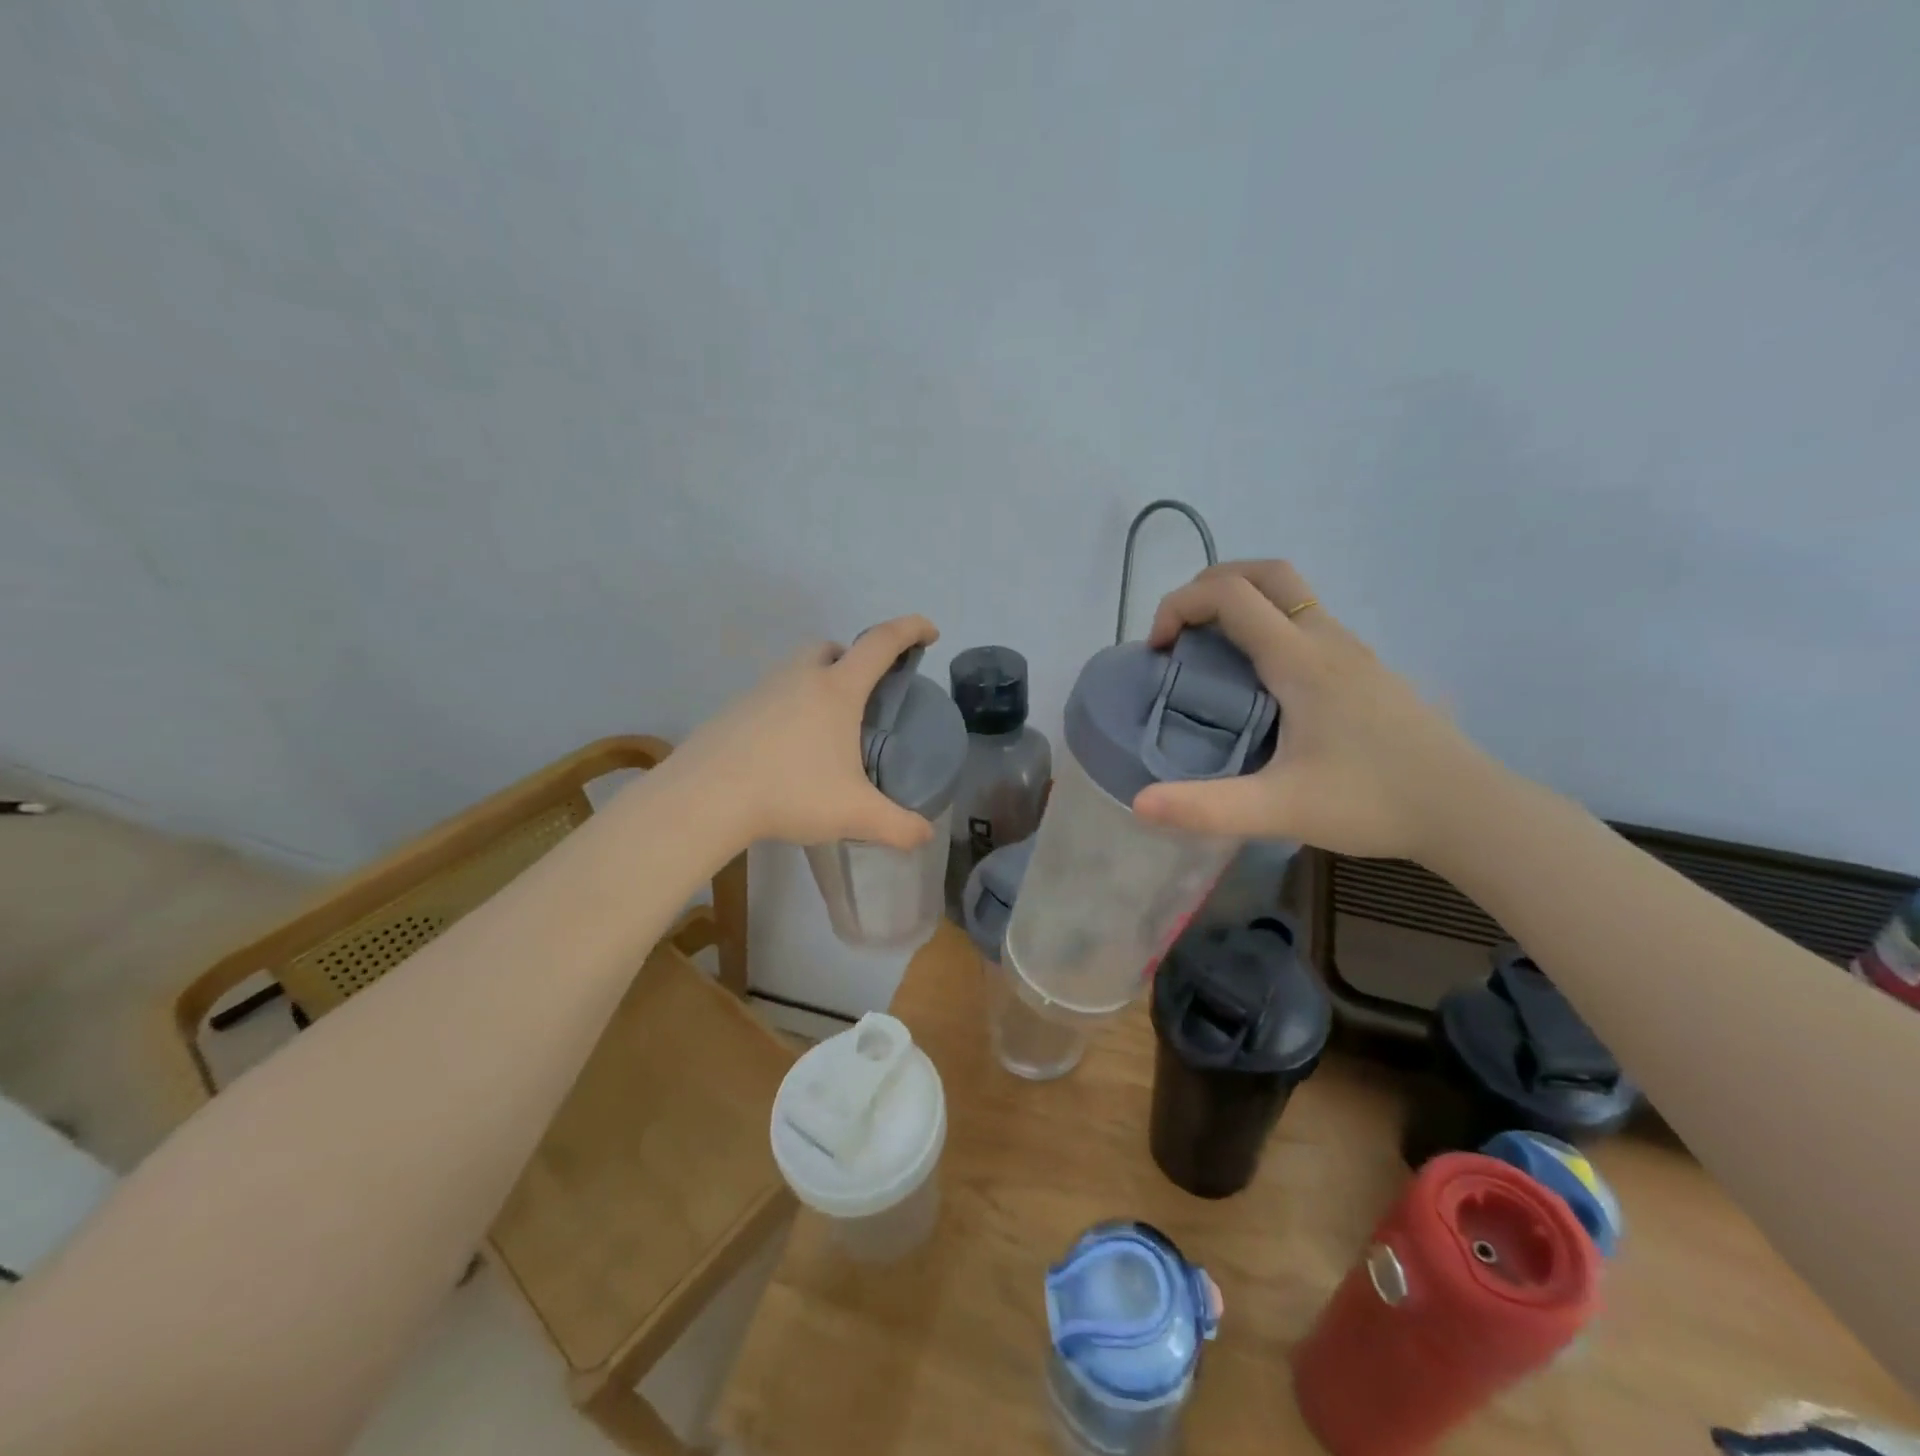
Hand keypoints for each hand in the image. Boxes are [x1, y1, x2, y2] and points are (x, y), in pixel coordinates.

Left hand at [671, 615, 940, 850]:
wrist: (706, 796)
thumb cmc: (790, 792)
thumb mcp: (854, 814)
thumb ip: (898, 826)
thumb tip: (924, 835)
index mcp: (837, 689)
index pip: (882, 643)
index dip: (911, 629)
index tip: (929, 632)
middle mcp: (800, 678)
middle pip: (834, 649)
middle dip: (856, 660)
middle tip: (866, 696)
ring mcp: (762, 690)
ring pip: (799, 670)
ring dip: (820, 684)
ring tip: (828, 731)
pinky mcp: (734, 710)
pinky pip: (773, 697)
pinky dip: (790, 710)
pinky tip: (789, 751)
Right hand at [1131, 561, 1491, 860]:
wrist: (1467, 810)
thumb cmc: (1374, 801)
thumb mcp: (1281, 809)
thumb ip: (1207, 807)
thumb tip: (1138, 804)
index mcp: (1300, 659)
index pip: (1229, 594)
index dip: (1179, 605)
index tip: (1157, 651)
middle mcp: (1326, 639)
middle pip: (1264, 572)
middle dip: (1209, 586)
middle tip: (1181, 634)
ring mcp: (1351, 650)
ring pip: (1289, 593)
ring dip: (1240, 603)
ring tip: (1211, 654)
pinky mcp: (1363, 668)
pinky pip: (1304, 620)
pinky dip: (1266, 625)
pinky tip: (1258, 682)